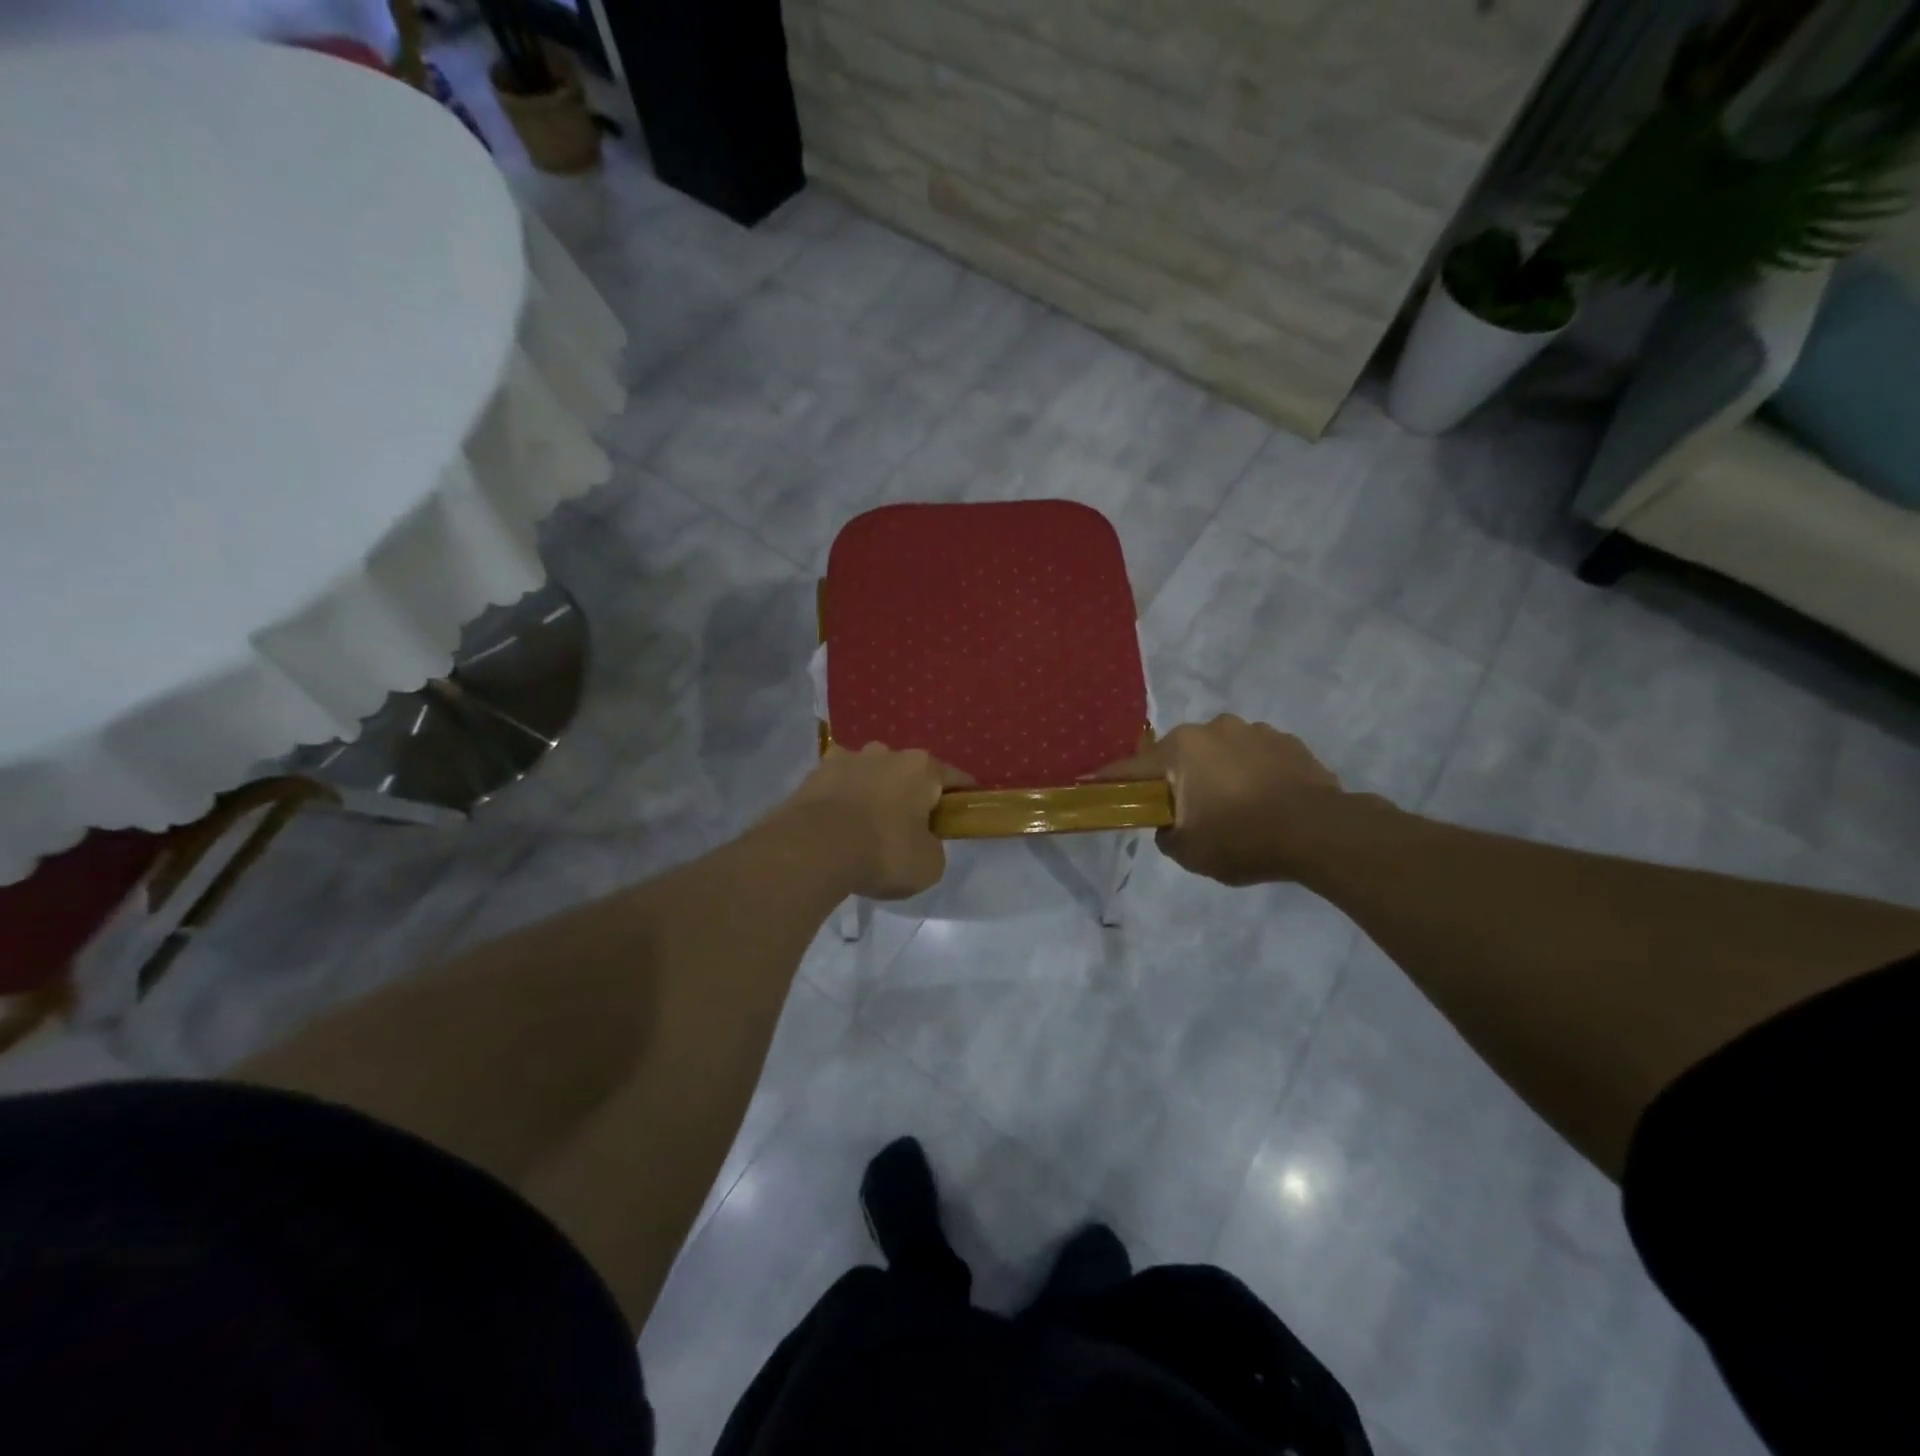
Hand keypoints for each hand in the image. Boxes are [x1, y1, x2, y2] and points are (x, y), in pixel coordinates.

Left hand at [780, 743, 972, 899]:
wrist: (813, 848)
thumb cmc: (883, 852)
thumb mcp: (929, 865)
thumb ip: (933, 848)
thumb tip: (922, 842)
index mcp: (922, 768)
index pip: (955, 779)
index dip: (962, 798)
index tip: (962, 816)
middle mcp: (887, 753)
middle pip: (908, 773)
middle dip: (911, 795)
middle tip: (909, 829)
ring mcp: (847, 758)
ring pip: (871, 774)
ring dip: (874, 793)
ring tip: (867, 827)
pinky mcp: (814, 773)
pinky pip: (838, 786)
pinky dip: (842, 800)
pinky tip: (838, 826)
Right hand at [1093, 715, 1343, 885]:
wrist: (1320, 832)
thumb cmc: (1242, 839)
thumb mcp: (1189, 852)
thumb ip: (1166, 833)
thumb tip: (1169, 822)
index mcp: (1180, 750)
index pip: (1130, 768)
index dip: (1109, 781)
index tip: (1091, 784)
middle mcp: (1211, 729)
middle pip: (1179, 756)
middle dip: (1177, 778)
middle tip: (1188, 811)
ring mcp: (1252, 730)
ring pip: (1219, 752)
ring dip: (1217, 772)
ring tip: (1235, 807)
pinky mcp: (1286, 740)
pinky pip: (1254, 755)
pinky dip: (1250, 772)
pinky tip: (1264, 800)